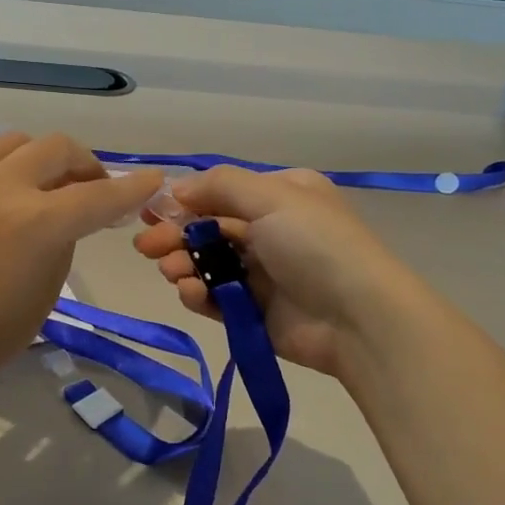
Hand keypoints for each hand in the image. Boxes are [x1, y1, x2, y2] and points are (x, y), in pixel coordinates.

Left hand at [0, 133, 159, 403]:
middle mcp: (1, 187)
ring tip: (40, 184)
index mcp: (36, 224)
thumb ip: (63, 240)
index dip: (132, 188)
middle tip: (89, 187)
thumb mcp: (46, 291)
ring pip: (16, 141)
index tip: (153, 180)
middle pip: (58, 148)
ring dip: (39, 158)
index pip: (99, 196)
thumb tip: (67, 212)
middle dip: (85, 164)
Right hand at [131, 166, 427, 379]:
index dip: (183, 201)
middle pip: (209, 229)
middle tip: (146, 247)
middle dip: (176, 235)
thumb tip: (176, 189)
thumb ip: (219, 186)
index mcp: (280, 196)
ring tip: (171, 271)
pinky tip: (189, 292)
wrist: (359, 318)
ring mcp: (263, 274)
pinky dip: (198, 293)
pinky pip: (216, 298)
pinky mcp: (254, 312)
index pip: (221, 193)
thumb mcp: (272, 197)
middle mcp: (271, 230)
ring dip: (183, 264)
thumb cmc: (315, 244)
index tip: (150, 212)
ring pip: (208, 264)